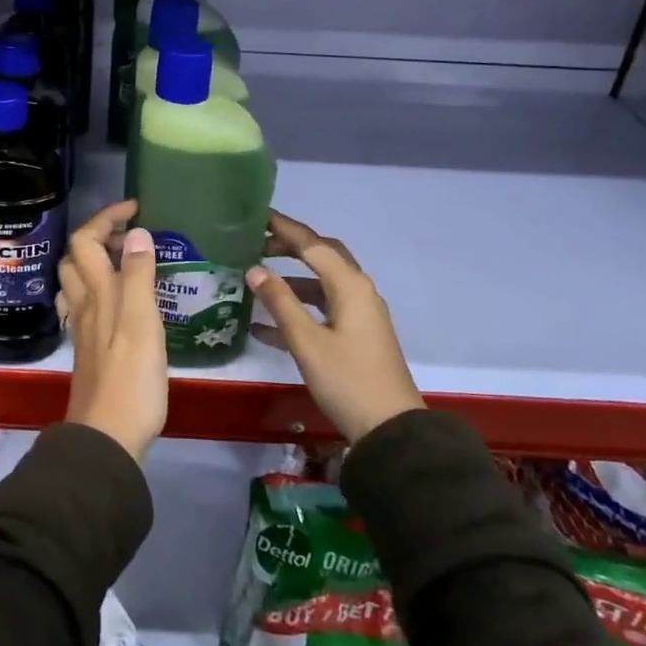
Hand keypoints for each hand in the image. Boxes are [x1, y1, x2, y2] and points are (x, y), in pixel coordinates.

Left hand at [57, 200, 167, 460]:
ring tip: (127, 263)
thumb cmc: (131, 379)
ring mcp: (84, 330)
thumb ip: (139, 276)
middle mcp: (84, 306)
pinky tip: (119, 304)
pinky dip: (99, 292)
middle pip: (75, 258)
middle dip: (98, 236)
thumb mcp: (143, 322)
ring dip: (95, 263)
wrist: (108, 436)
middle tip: (132, 236)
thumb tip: (136, 232)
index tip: (135, 208)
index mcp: (97, 293)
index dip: (106, 217)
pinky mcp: (90, 351)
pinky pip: (86, 307)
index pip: (87, 240)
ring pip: (77, 283)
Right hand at [247, 210, 424, 444]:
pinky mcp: (356, 335)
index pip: (312, 244)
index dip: (283, 228)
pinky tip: (264, 323)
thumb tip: (254, 269)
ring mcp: (359, 314)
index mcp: (349, 285)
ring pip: (321, 283)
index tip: (256, 215)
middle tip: (255, 242)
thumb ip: (280, 302)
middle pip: (321, 256)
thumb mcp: (307, 341)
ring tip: (256, 276)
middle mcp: (358, 291)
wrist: (390, 429)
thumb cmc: (347, 380)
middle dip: (289, 246)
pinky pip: (323, 309)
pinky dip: (298, 307)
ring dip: (291, 277)